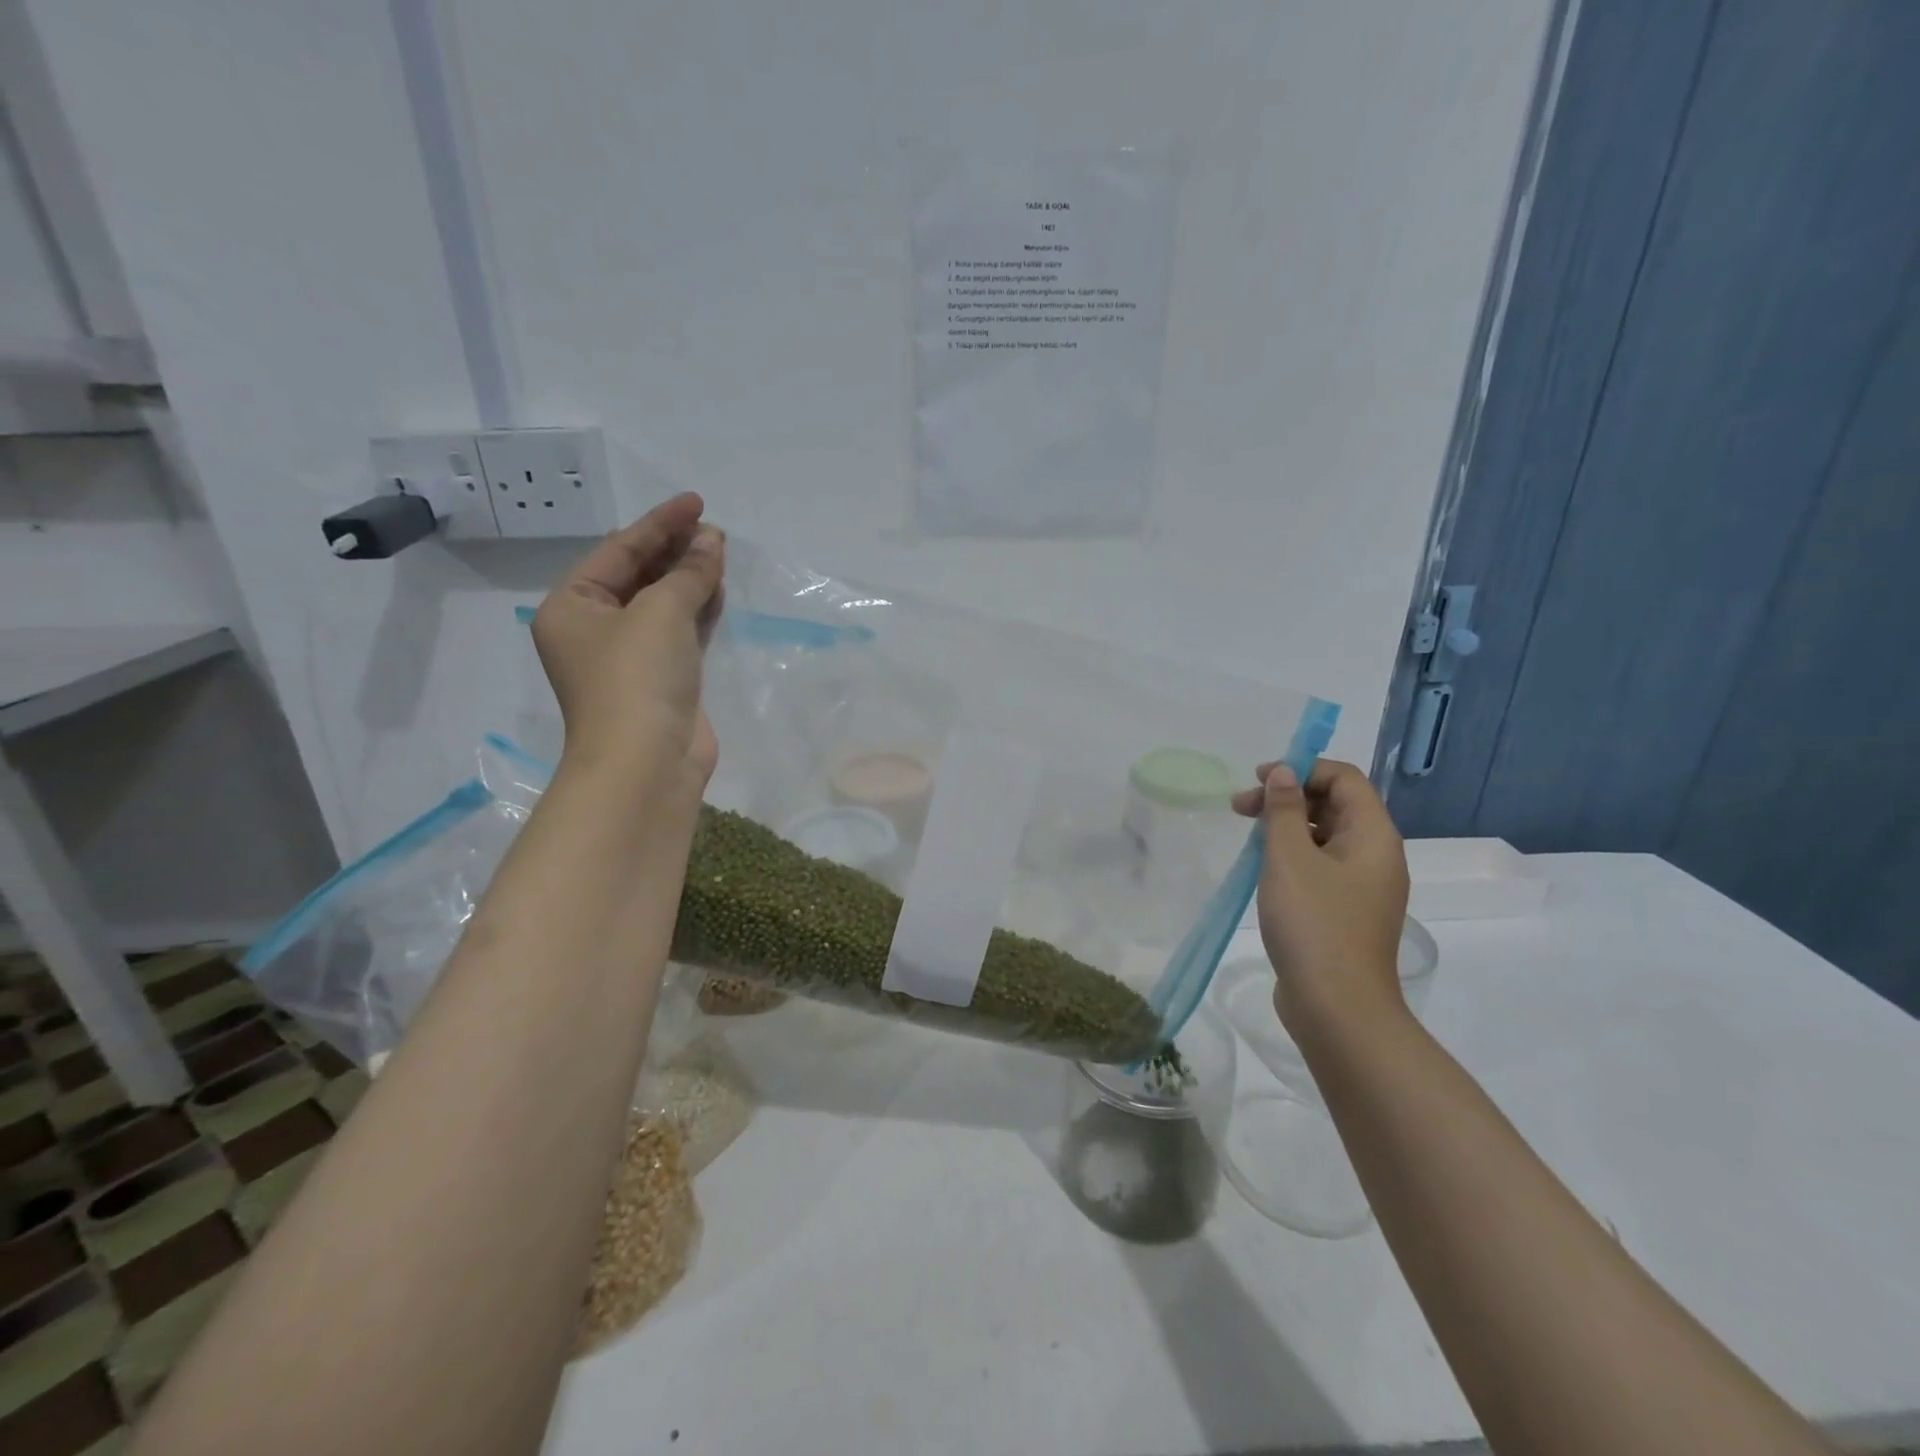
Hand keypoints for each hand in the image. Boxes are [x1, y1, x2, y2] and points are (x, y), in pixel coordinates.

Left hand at [530, 492, 724, 801]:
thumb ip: (689, 573)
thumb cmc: (637, 677)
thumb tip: (712, 542)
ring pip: (661, 603)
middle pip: (637, 575)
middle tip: (713, 529)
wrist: (647, 763)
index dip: (659, 523)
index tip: (697, 503)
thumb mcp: (661, 612)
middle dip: (675, 549)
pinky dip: (698, 609)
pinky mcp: (662, 680)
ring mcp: (629, 657)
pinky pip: (679, 631)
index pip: (618, 550)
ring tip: (721, 550)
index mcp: (572, 606)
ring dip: (689, 577)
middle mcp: (594, 629)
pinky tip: (718, 588)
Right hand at [1231, 759, 1410, 1037]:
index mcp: (1373, 837)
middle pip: (1335, 805)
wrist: (1337, 1008)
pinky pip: (1321, 866)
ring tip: (1247, 839)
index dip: (1302, 769)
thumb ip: (1284, 810)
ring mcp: (1362, 887)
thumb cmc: (1313, 923)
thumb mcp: (1290, 858)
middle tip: (1240, 808)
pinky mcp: (1345, 912)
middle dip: (1287, 797)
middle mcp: (1376, 856)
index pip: (1344, 779)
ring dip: (1286, 827)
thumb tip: (1283, 773)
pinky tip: (1263, 869)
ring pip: (1325, 837)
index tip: (1259, 780)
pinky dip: (1292, 856)